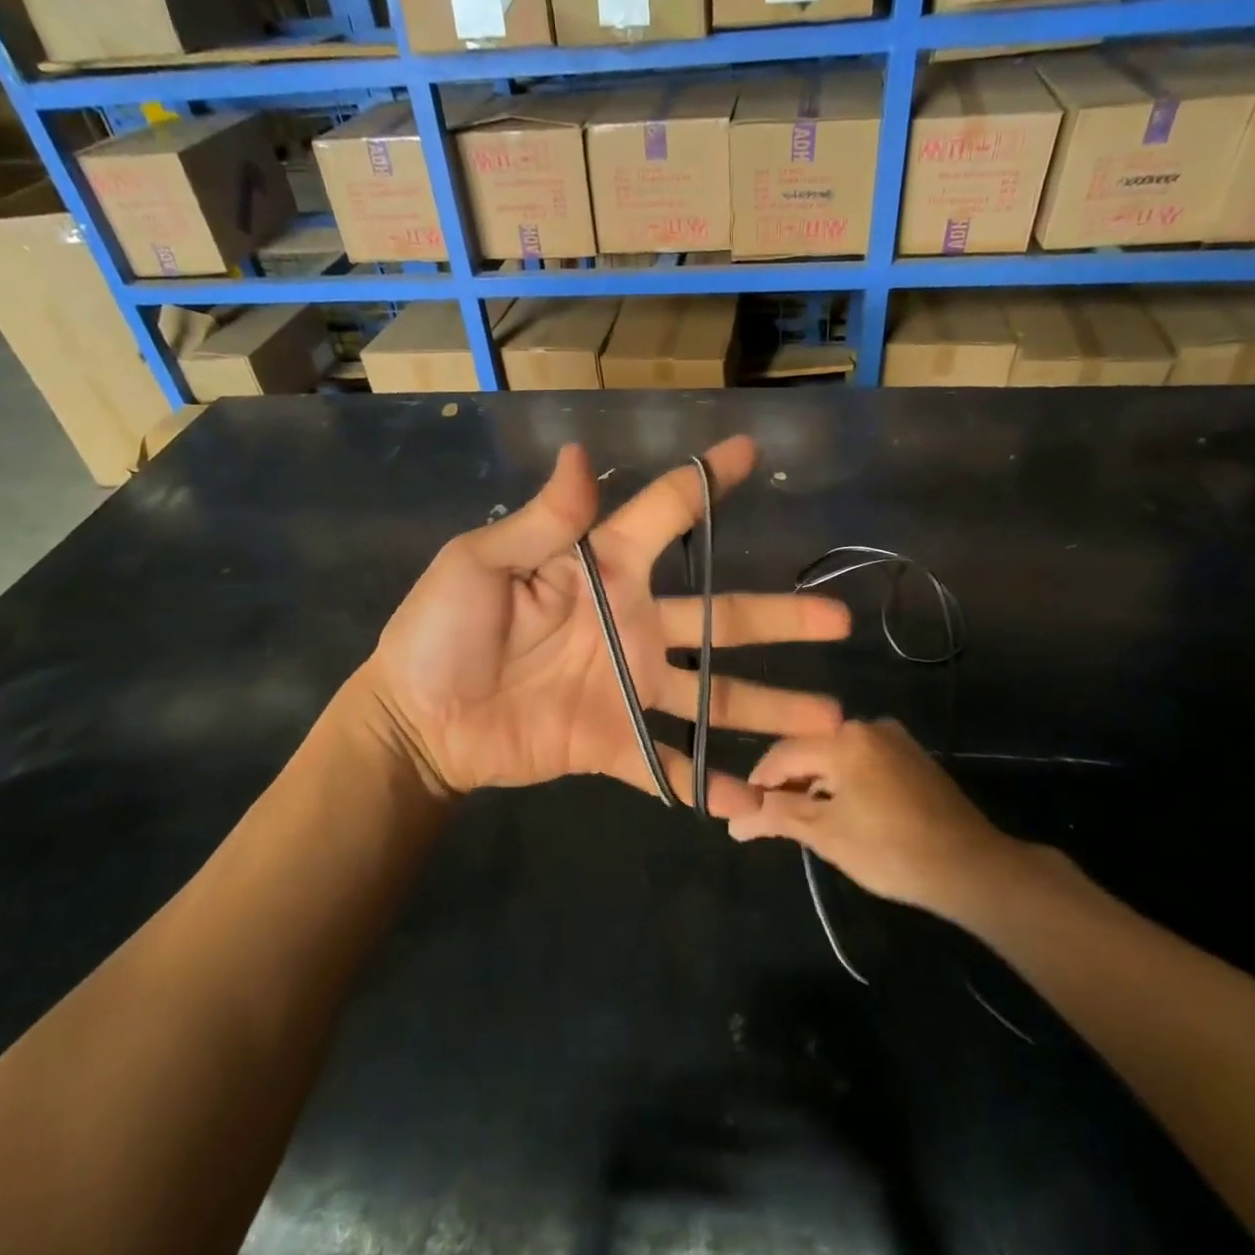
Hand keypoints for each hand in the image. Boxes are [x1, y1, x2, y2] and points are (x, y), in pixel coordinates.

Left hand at [362, 436, 850, 816]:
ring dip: (770, 708)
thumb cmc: (440, 631)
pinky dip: (707, 784)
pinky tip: (754, 802)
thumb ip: (543, 521)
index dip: (706, 482)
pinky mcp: (613, 740)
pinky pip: (669, 764)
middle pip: (721, 617)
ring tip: (830, 723)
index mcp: (602, 571)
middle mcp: (632, 625)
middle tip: (838, 621)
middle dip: (780, 618)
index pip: (666, 514)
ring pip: (714, 693)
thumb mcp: (480, 563)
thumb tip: (579, 452)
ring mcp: (628, 687)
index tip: (751, 453)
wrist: (416, 719)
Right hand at [728, 719, 1024, 919]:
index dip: (758, 783)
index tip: (744, 813)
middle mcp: (868, 726)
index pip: (782, 754)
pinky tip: (841, 811)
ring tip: (802, 819)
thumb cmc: (891, 850)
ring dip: (815, 784)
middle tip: (771, 819)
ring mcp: (894, 740)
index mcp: (844, 738)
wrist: (972, 869)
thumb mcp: (825, 834)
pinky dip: (843, 782)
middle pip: (810, 750)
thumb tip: (734, 821)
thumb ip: (776, 816)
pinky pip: (861, 761)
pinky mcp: (912, 757)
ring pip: (836, 756)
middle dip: (787, 784)